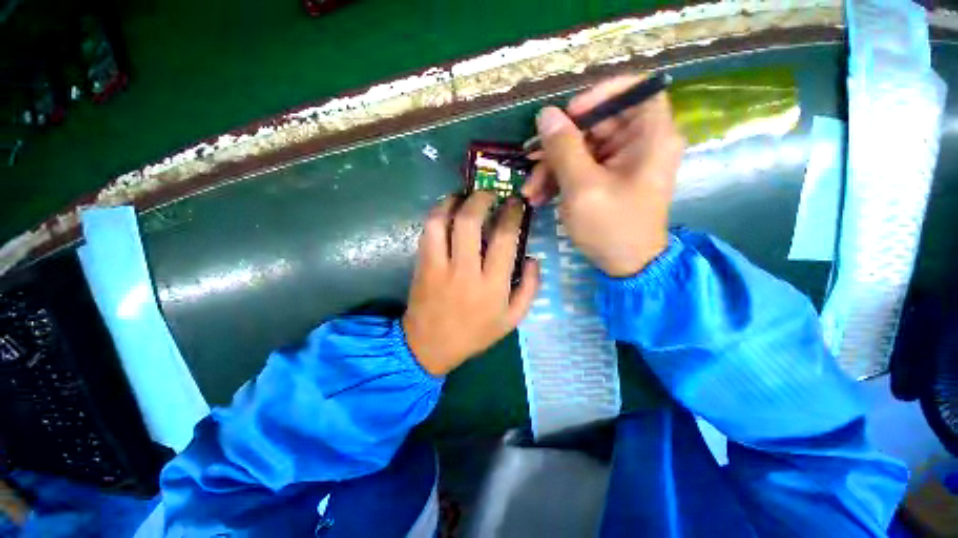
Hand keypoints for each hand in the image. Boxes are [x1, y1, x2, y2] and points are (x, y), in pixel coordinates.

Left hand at [403, 192, 539, 375]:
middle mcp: (465, 271)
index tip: (515, 203)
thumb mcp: (513, 319)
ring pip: (442, 221)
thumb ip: (529, 288)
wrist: (430, 346)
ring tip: (464, 197)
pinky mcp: (421, 264)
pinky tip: (446, 211)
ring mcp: (439, 266)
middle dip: (481, 199)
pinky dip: (437, 214)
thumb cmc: (475, 333)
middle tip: (489, 194)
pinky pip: (427, 231)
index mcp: (492, 285)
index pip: (504, 238)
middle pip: (470, 221)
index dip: (511, 214)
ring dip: (453, 201)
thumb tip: (533, 257)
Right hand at [522, 74, 684, 276]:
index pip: (633, 90)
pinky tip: (539, 197)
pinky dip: (559, 180)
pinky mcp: (608, 178)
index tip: (569, 115)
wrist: (625, 266)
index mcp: (650, 136)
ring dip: (552, 168)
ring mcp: (622, 162)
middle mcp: (640, 143)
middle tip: (530, 162)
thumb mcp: (582, 187)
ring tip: (530, 192)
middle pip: (596, 123)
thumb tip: (546, 114)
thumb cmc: (611, 227)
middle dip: (559, 145)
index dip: (598, 95)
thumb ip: (563, 147)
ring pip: (582, 148)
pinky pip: (581, 167)